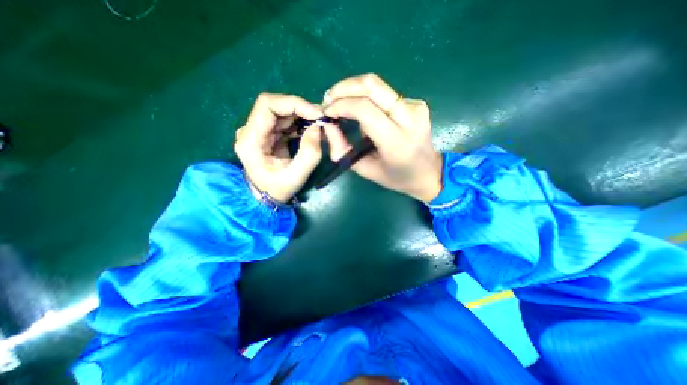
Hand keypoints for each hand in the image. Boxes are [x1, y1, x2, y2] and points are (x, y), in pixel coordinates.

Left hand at [234, 91, 325, 202]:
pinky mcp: (269, 133)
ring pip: (282, 111)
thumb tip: (317, 127)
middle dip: (301, 109)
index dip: (293, 104)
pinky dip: (301, 122)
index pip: (267, 105)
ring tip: (320, 124)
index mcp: (250, 140)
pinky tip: (312, 130)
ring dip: (303, 115)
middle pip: (276, 105)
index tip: (316, 114)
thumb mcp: (296, 177)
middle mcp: (251, 130)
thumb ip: (309, 154)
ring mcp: (260, 131)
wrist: (266, 196)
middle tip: (322, 118)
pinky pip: (286, 121)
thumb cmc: (278, 189)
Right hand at [321, 72, 438, 201]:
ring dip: (354, 91)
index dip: (341, 105)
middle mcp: (409, 118)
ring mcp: (415, 107)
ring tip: (342, 105)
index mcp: (396, 142)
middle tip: (329, 99)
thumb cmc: (396, 177)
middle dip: (344, 87)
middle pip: (372, 85)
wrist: (429, 173)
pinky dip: (368, 98)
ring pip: (377, 86)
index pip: (364, 109)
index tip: (327, 112)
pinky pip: (385, 94)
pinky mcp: (416, 103)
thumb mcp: (365, 170)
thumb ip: (343, 149)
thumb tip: (328, 126)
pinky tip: (364, 112)